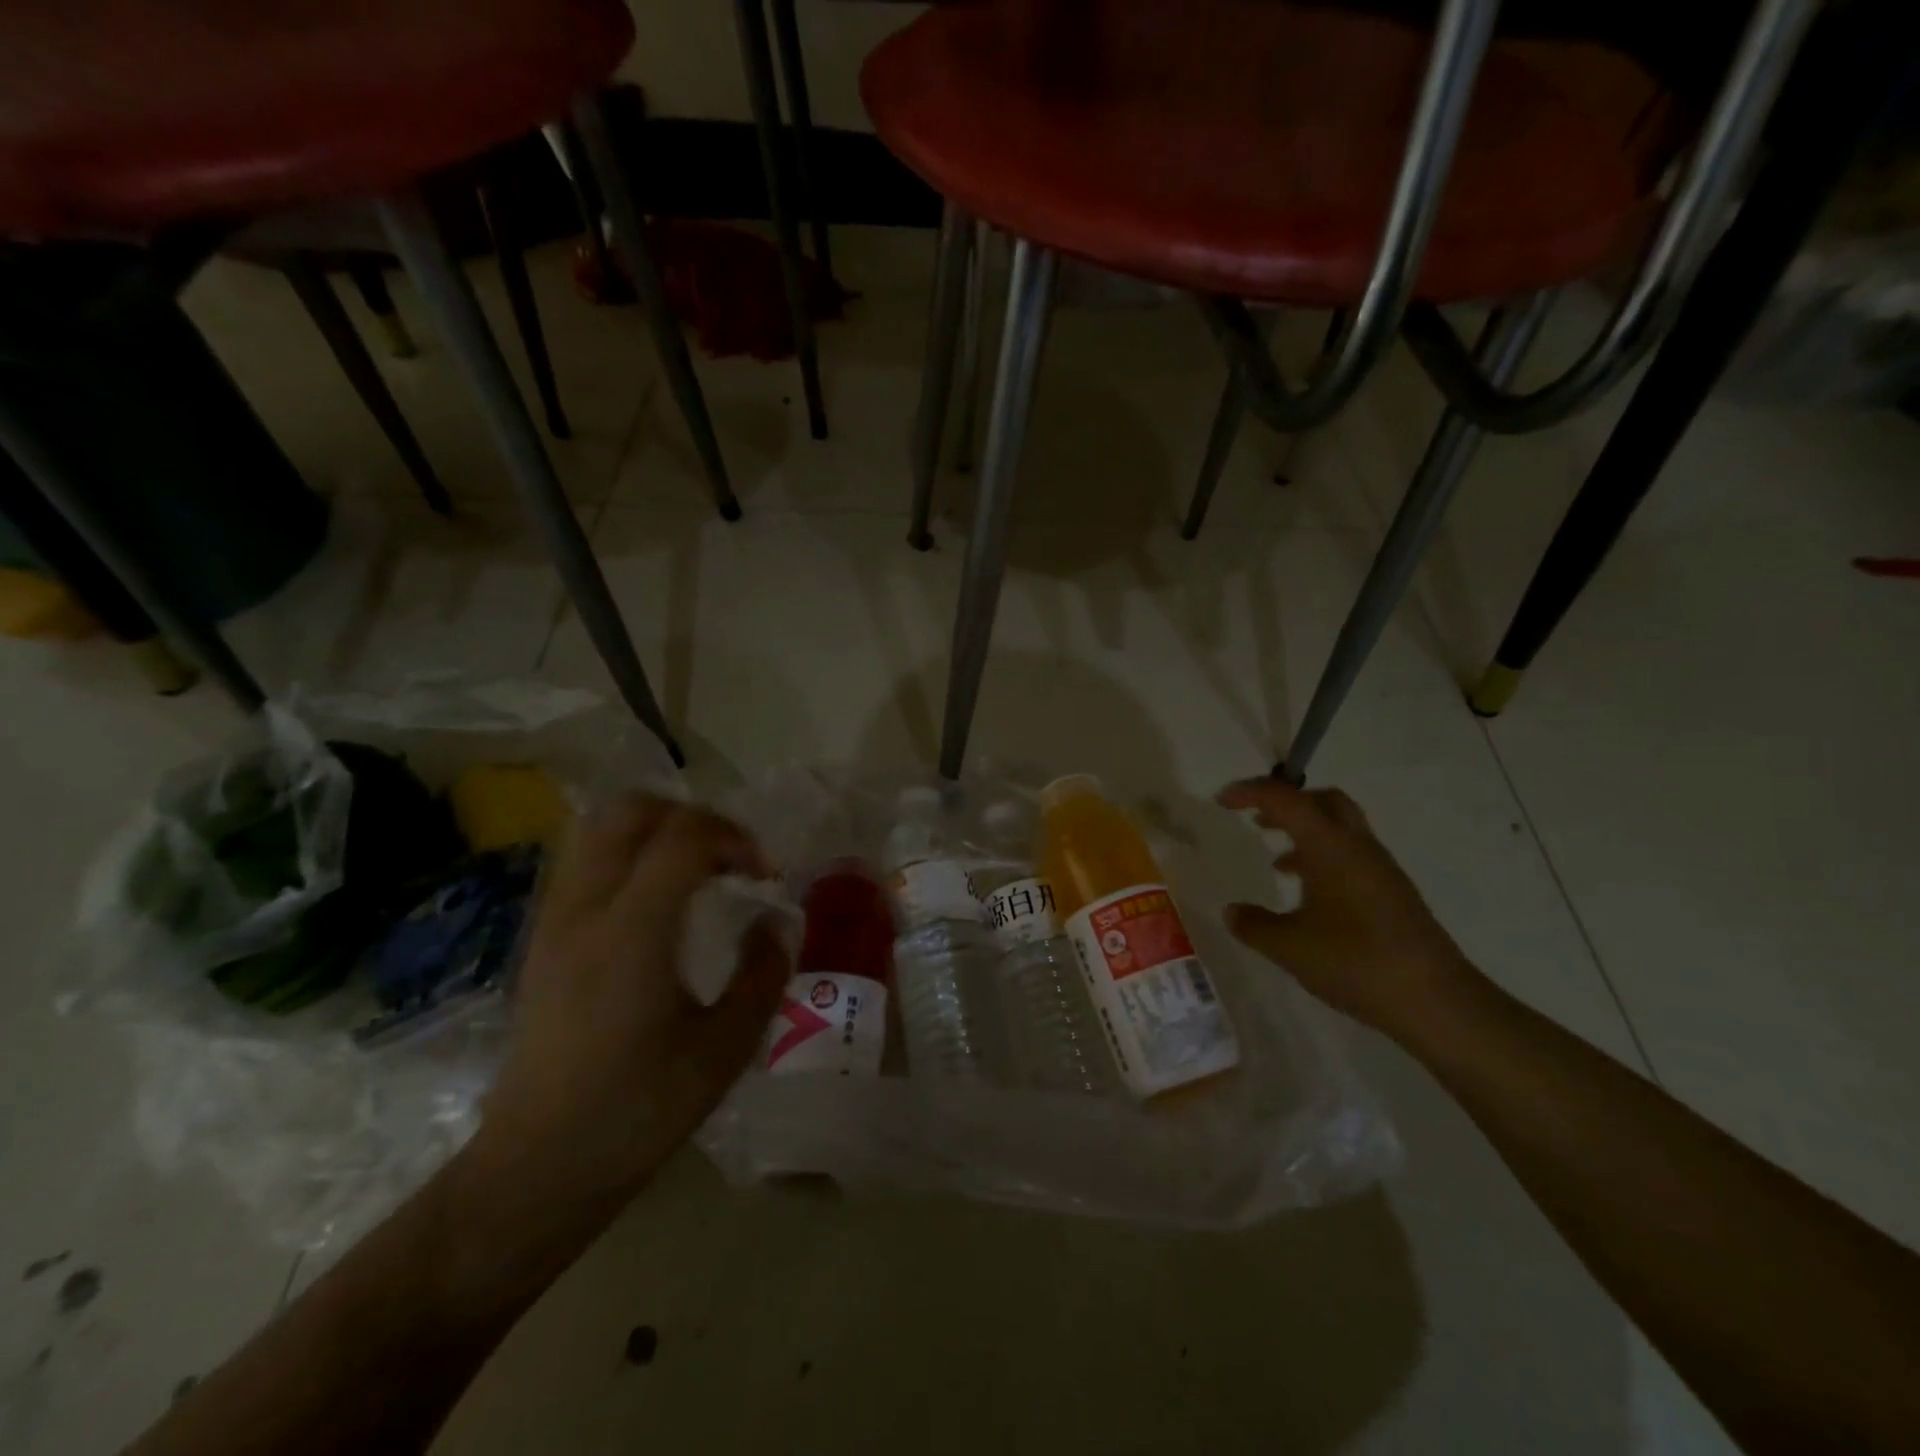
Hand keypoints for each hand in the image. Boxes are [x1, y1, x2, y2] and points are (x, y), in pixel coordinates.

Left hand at [480, 795, 789, 1194]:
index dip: (735, 838)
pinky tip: (660, 903)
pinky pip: (586, 862)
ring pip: (601, 829)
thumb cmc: (637, 1111)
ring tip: (698, 872)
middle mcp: (586, 911)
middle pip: (631, 811)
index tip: (765, 875)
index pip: (683, 838)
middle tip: (730, 858)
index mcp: (632, 933)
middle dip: (693, 817)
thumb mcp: (724, 1049)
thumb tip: (776, 923)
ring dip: (658, 831)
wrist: (537, 1168)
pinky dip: (631, 856)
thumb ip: (762, 975)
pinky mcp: (544, 940)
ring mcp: (556, 921)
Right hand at [1215, 778, 1479, 1041]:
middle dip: (1287, 802)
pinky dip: (1323, 858)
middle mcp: (1357, 847)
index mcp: (1330, 847)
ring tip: (1276, 859)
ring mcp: (1380, 870)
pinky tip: (1308, 895)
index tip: (1221, 801)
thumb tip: (1231, 911)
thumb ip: (1254, 925)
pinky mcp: (1392, 893)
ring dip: (1305, 832)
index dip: (1251, 793)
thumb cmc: (1356, 962)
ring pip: (1340, 828)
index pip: (1286, 800)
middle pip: (1323, 801)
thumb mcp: (1290, 947)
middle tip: (1256, 818)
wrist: (1436, 1001)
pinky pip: (1350, 856)